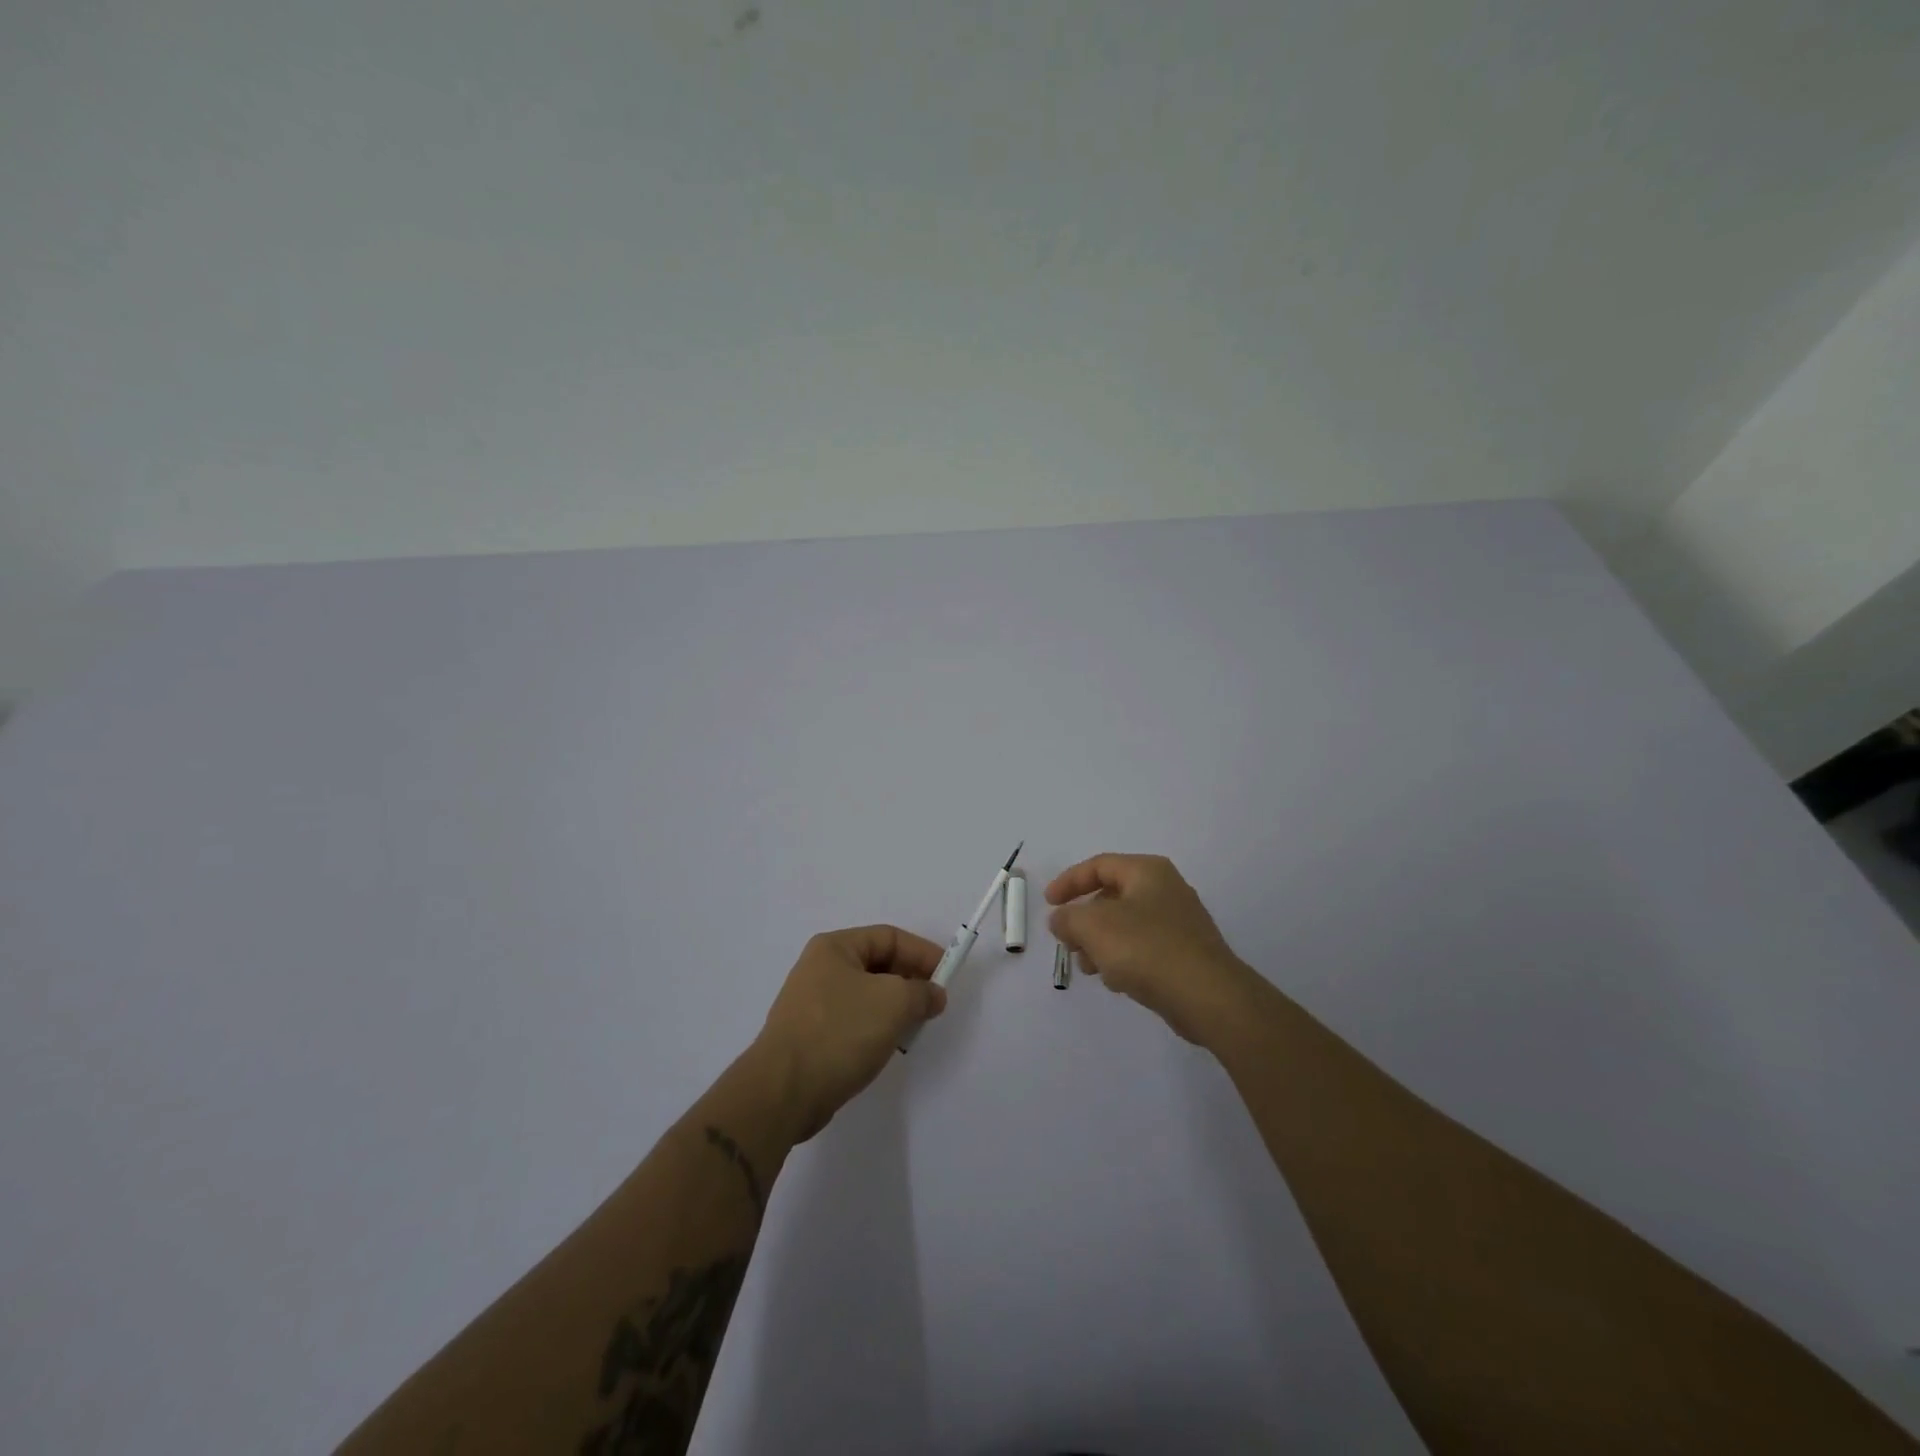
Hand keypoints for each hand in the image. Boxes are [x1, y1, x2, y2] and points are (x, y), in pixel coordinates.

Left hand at [752, 925, 946, 1140]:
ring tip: (915, 1026)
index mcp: (834, 948)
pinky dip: (876, 1027)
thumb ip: (921, 992)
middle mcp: (820, 968)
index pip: (889, 937)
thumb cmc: (840, 1032)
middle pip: (877, 964)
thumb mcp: (893, 1003)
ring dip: (894, 1007)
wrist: (783, 1092)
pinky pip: (853, 1020)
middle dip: (910, 980)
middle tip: (934, 1002)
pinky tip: (888, 1045)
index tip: (947, 975)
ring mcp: (812, 1003)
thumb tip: (933, 994)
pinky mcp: (810, 1035)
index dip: (922, 952)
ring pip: (867, 994)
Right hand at [1046, 853, 1260, 1045]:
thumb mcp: (1092, 926)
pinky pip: (1143, 948)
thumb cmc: (1146, 949)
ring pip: (1126, 925)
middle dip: (1083, 919)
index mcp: (1147, 871)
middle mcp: (1166, 889)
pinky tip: (1115, 981)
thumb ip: (1067, 918)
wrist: (1207, 997)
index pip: (1099, 865)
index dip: (1069, 882)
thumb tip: (1061, 919)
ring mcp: (1179, 923)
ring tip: (1087, 967)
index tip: (1048, 904)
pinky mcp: (1185, 954)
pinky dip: (1123, 958)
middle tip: (1067, 942)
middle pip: (1112, 896)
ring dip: (1100, 943)